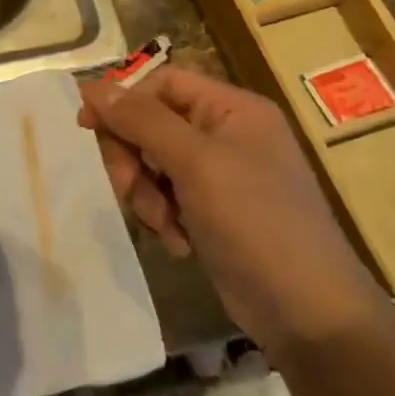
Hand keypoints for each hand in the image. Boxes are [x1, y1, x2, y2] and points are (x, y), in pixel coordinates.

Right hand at [79, 67, 384, 354]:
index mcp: (233, 109)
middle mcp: (227, 134)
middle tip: (127, 189)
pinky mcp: (213, 212)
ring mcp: (221, 175)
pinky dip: (164, 217)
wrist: (307, 312)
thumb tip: (94, 86)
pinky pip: (167, 197)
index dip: (123, 100)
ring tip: (164, 225)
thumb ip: (142, 120)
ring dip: (146, 194)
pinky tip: (179, 243)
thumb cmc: (255, 222)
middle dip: (134, 159)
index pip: (162, 83)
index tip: (87, 127)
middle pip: (152, 125)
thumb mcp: (195, 163)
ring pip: (153, 164)